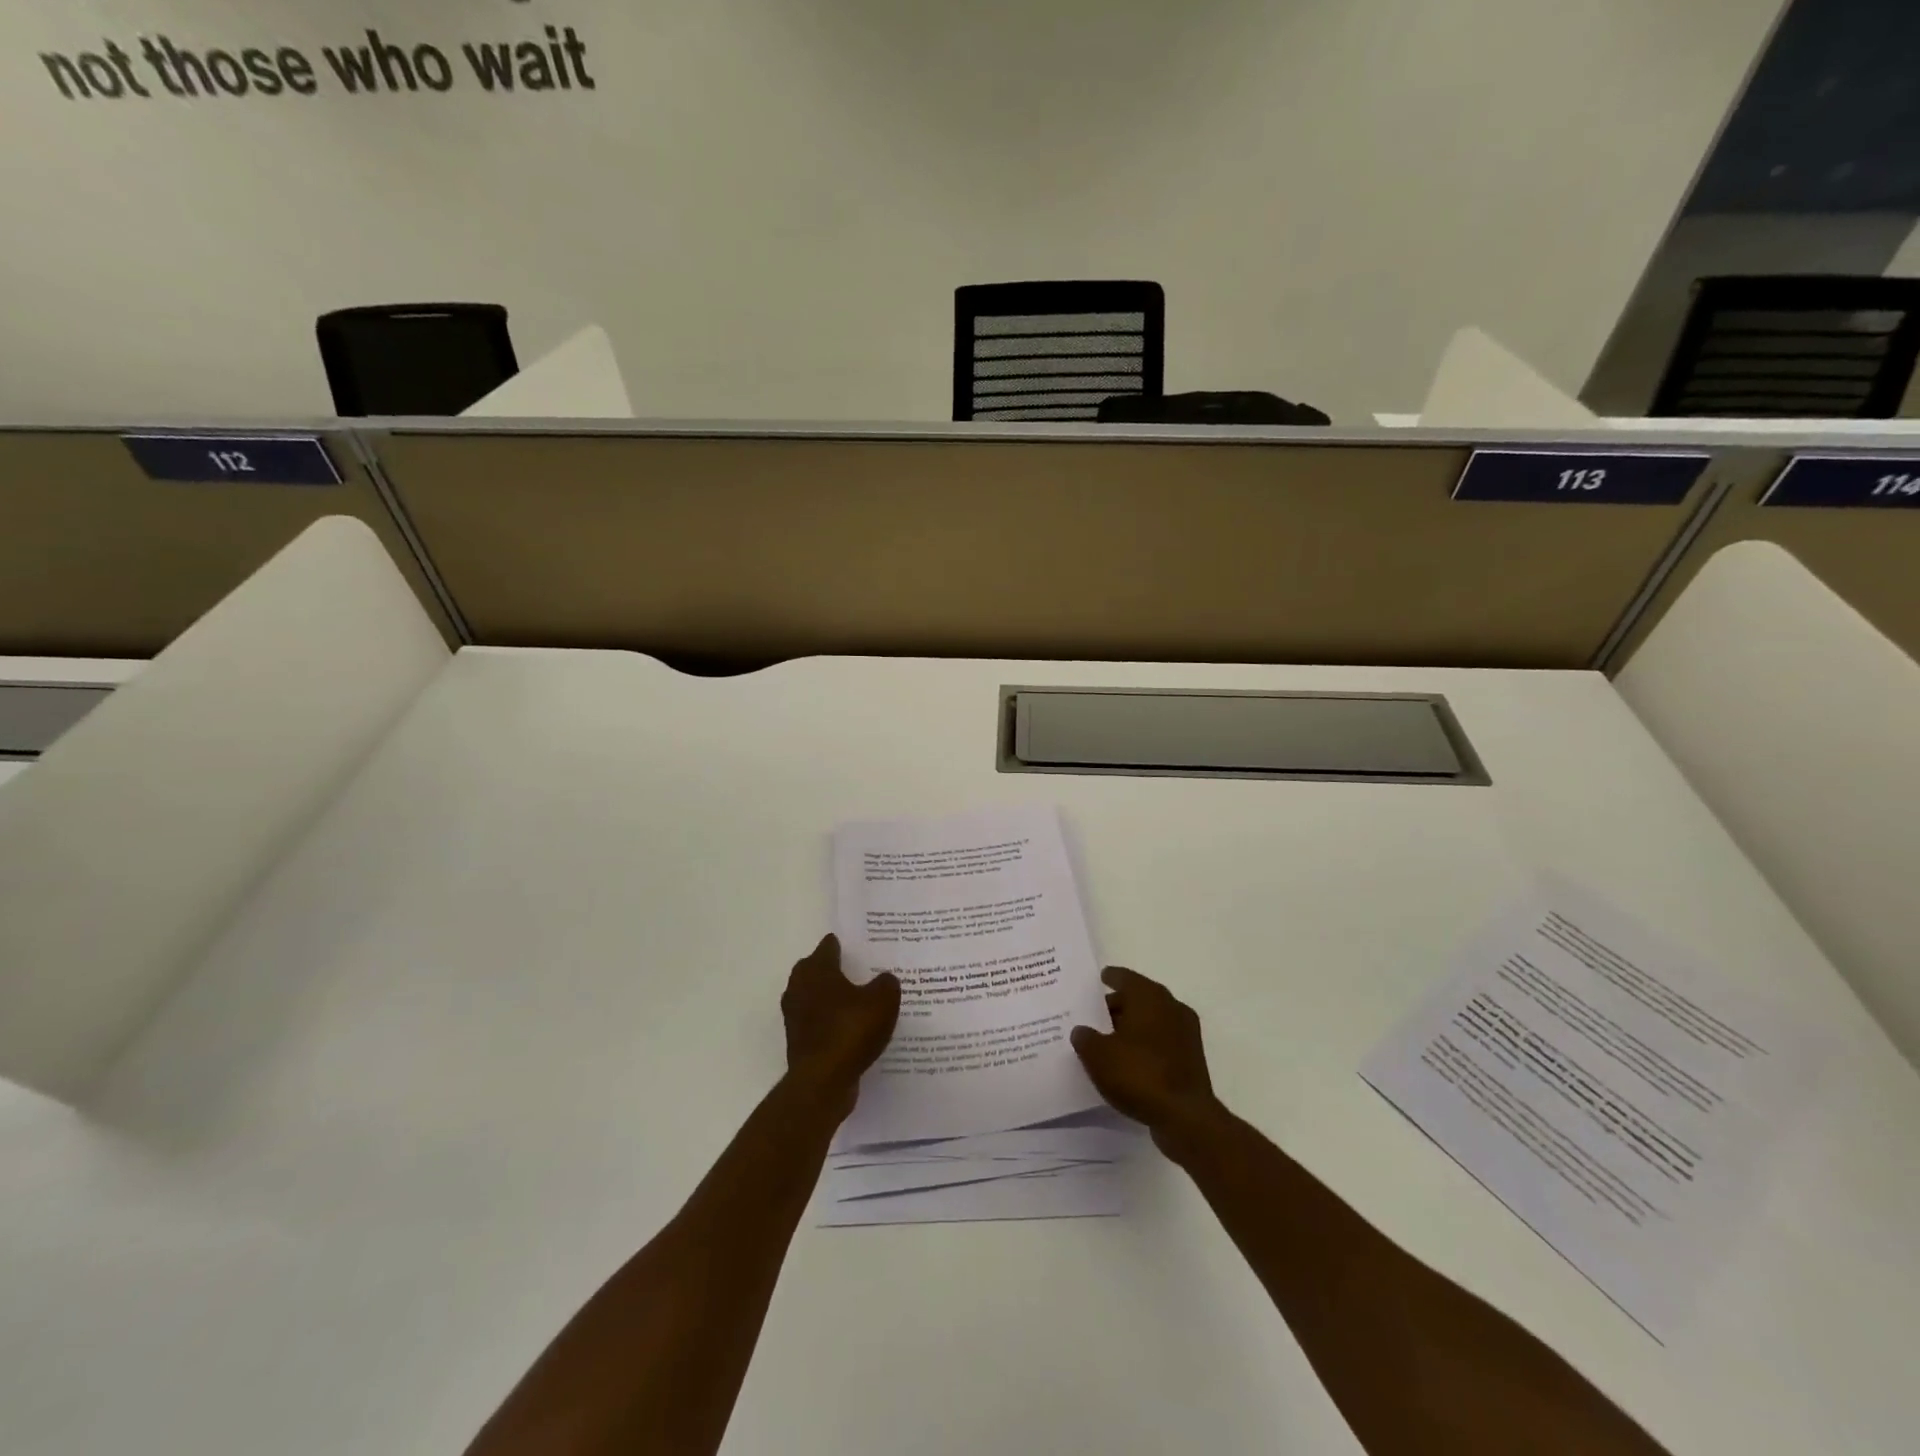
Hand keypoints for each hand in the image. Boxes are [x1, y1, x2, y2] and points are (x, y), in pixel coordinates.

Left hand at [781, 934, 900, 1119]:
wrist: (823, 1081)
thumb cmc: (851, 1030)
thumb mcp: (882, 1001)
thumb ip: (886, 983)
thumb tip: (884, 979)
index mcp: (817, 970)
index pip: (827, 947)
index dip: (841, 945)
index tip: (855, 945)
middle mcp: (799, 988)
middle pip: (814, 970)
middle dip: (832, 969)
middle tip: (856, 970)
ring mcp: (795, 1017)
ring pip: (814, 997)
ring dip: (829, 997)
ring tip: (855, 1000)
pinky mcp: (798, 1042)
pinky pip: (817, 1023)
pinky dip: (829, 1022)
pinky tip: (849, 1029)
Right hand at [1071, 967, 1223, 1161]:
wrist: (1185, 1117)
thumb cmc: (1139, 1074)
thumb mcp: (1098, 1056)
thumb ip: (1085, 1038)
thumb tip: (1082, 1031)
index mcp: (1149, 996)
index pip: (1125, 977)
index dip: (1110, 978)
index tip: (1099, 979)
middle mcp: (1171, 1007)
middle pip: (1139, 999)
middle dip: (1118, 1006)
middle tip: (1094, 1016)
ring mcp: (1185, 1034)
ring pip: (1151, 1021)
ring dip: (1131, 1028)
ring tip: (1107, 1041)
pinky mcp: (1191, 1059)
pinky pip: (1161, 1042)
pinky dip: (1145, 1046)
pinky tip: (1128, 1061)